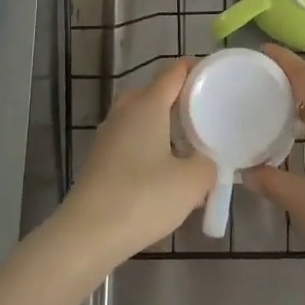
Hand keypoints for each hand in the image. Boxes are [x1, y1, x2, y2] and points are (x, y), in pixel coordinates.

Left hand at [58, 58, 213, 265]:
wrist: (87, 235)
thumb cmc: (143, 198)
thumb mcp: (192, 183)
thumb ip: (208, 164)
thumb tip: (207, 160)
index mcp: (147, 104)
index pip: (174, 72)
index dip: (196, 70)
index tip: (217, 79)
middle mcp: (124, 111)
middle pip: (155, 92)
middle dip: (180, 99)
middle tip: (205, 115)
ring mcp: (107, 135)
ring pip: (141, 117)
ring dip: (163, 125)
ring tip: (188, 145)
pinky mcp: (99, 159)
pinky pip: (130, 139)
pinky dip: (149, 145)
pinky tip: (163, 171)